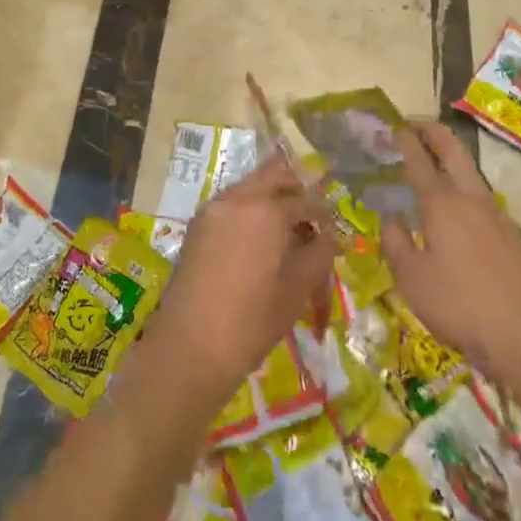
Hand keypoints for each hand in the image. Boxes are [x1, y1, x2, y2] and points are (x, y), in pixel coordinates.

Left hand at [150, 157, 335, 407]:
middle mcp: (238, 197)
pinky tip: (256, 240)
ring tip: (283, 230)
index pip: (305, 200)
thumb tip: (329, 237)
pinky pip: (230, 203)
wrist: (190, 346)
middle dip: (294, 189)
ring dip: (269, 196)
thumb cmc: (252, 320)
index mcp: (268, 209)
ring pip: (249, 186)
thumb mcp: (298, 288)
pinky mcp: (197, 225)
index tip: (330, 234)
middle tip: (308, 216)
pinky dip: (248, 209)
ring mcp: (213, 208)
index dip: (322, 216)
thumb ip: (320, 253)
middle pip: (273, 174)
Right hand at [380, 122, 520, 384]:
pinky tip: (461, 212)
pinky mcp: (514, 235)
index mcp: (441, 203)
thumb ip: (396, 243)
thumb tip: (392, 218)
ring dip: (452, 158)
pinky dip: (466, 189)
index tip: (394, 126)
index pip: (419, 160)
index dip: (405, 140)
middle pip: (453, 150)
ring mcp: (498, 214)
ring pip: (472, 172)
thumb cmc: (460, 305)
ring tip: (435, 163)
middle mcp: (470, 198)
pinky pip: (483, 200)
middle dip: (433, 132)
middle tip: (416, 124)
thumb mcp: (412, 280)